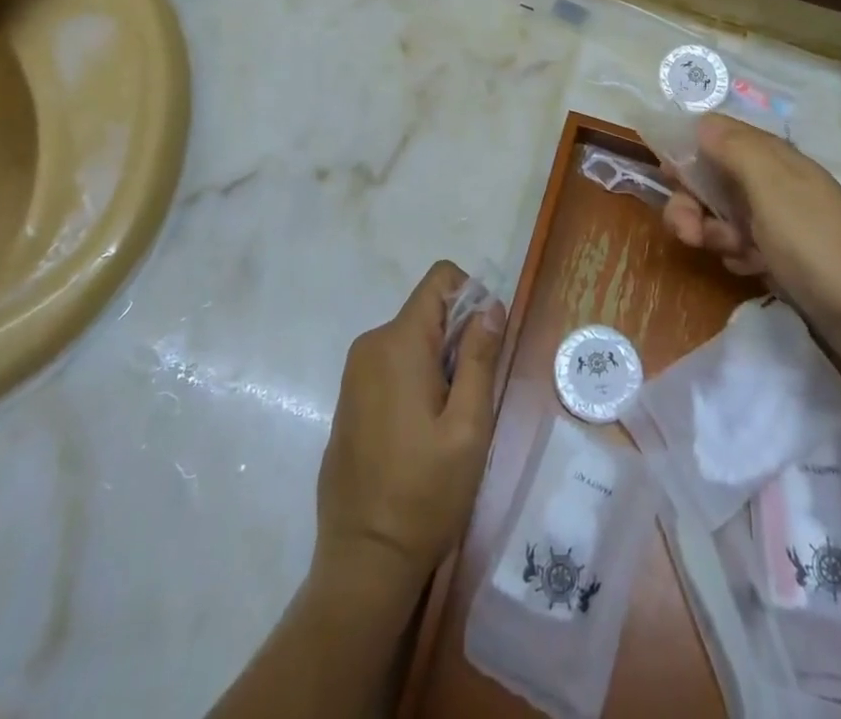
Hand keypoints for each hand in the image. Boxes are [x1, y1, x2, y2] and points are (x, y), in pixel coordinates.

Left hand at [315, 261, 504, 594]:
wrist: (364, 560)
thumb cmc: (425, 493)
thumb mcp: (469, 426)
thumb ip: (480, 357)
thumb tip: (490, 306)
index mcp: (398, 342)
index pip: (440, 279)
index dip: (472, 297)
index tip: (486, 345)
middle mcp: (370, 345)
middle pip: (427, 311)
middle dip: (457, 338)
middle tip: (471, 397)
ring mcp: (355, 373)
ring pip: (411, 339)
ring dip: (438, 363)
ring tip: (448, 421)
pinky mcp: (350, 398)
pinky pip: (392, 365)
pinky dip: (415, 380)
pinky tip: (421, 434)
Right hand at [661, 115, 840, 353]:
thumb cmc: (818, 245)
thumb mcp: (772, 187)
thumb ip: (734, 148)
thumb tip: (701, 121)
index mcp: (770, 157)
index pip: (714, 136)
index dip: (686, 151)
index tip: (667, 178)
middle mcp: (773, 182)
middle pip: (712, 178)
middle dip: (691, 201)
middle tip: (687, 232)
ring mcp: (780, 221)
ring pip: (723, 214)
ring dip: (711, 232)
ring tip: (726, 255)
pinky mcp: (786, 257)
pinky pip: (743, 246)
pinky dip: (737, 256)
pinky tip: (747, 270)